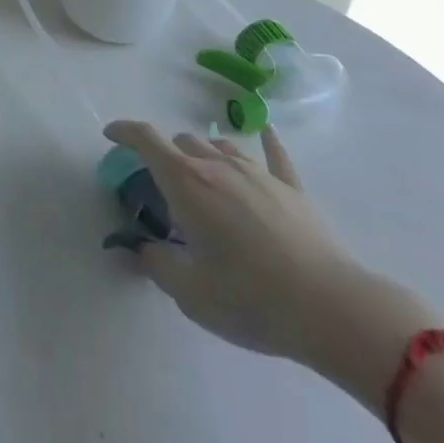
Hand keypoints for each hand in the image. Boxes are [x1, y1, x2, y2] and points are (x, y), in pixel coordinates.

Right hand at [102, 120, 434, 387]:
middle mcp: (218, 166)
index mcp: (186, 183)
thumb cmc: (251, 298)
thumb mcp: (190, 293)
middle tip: (164, 187)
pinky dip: (265, 141)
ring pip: (221, 146)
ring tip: (204, 179)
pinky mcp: (292, 190)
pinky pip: (275, 154)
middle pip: (183, 142)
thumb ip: (157, 265)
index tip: (110, 135)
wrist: (333, 310)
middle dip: (166, 155)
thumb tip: (141, 249)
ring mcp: (258, 174)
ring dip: (204, 155)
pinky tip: (264, 132)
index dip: (124, 131)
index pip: (146, 139)